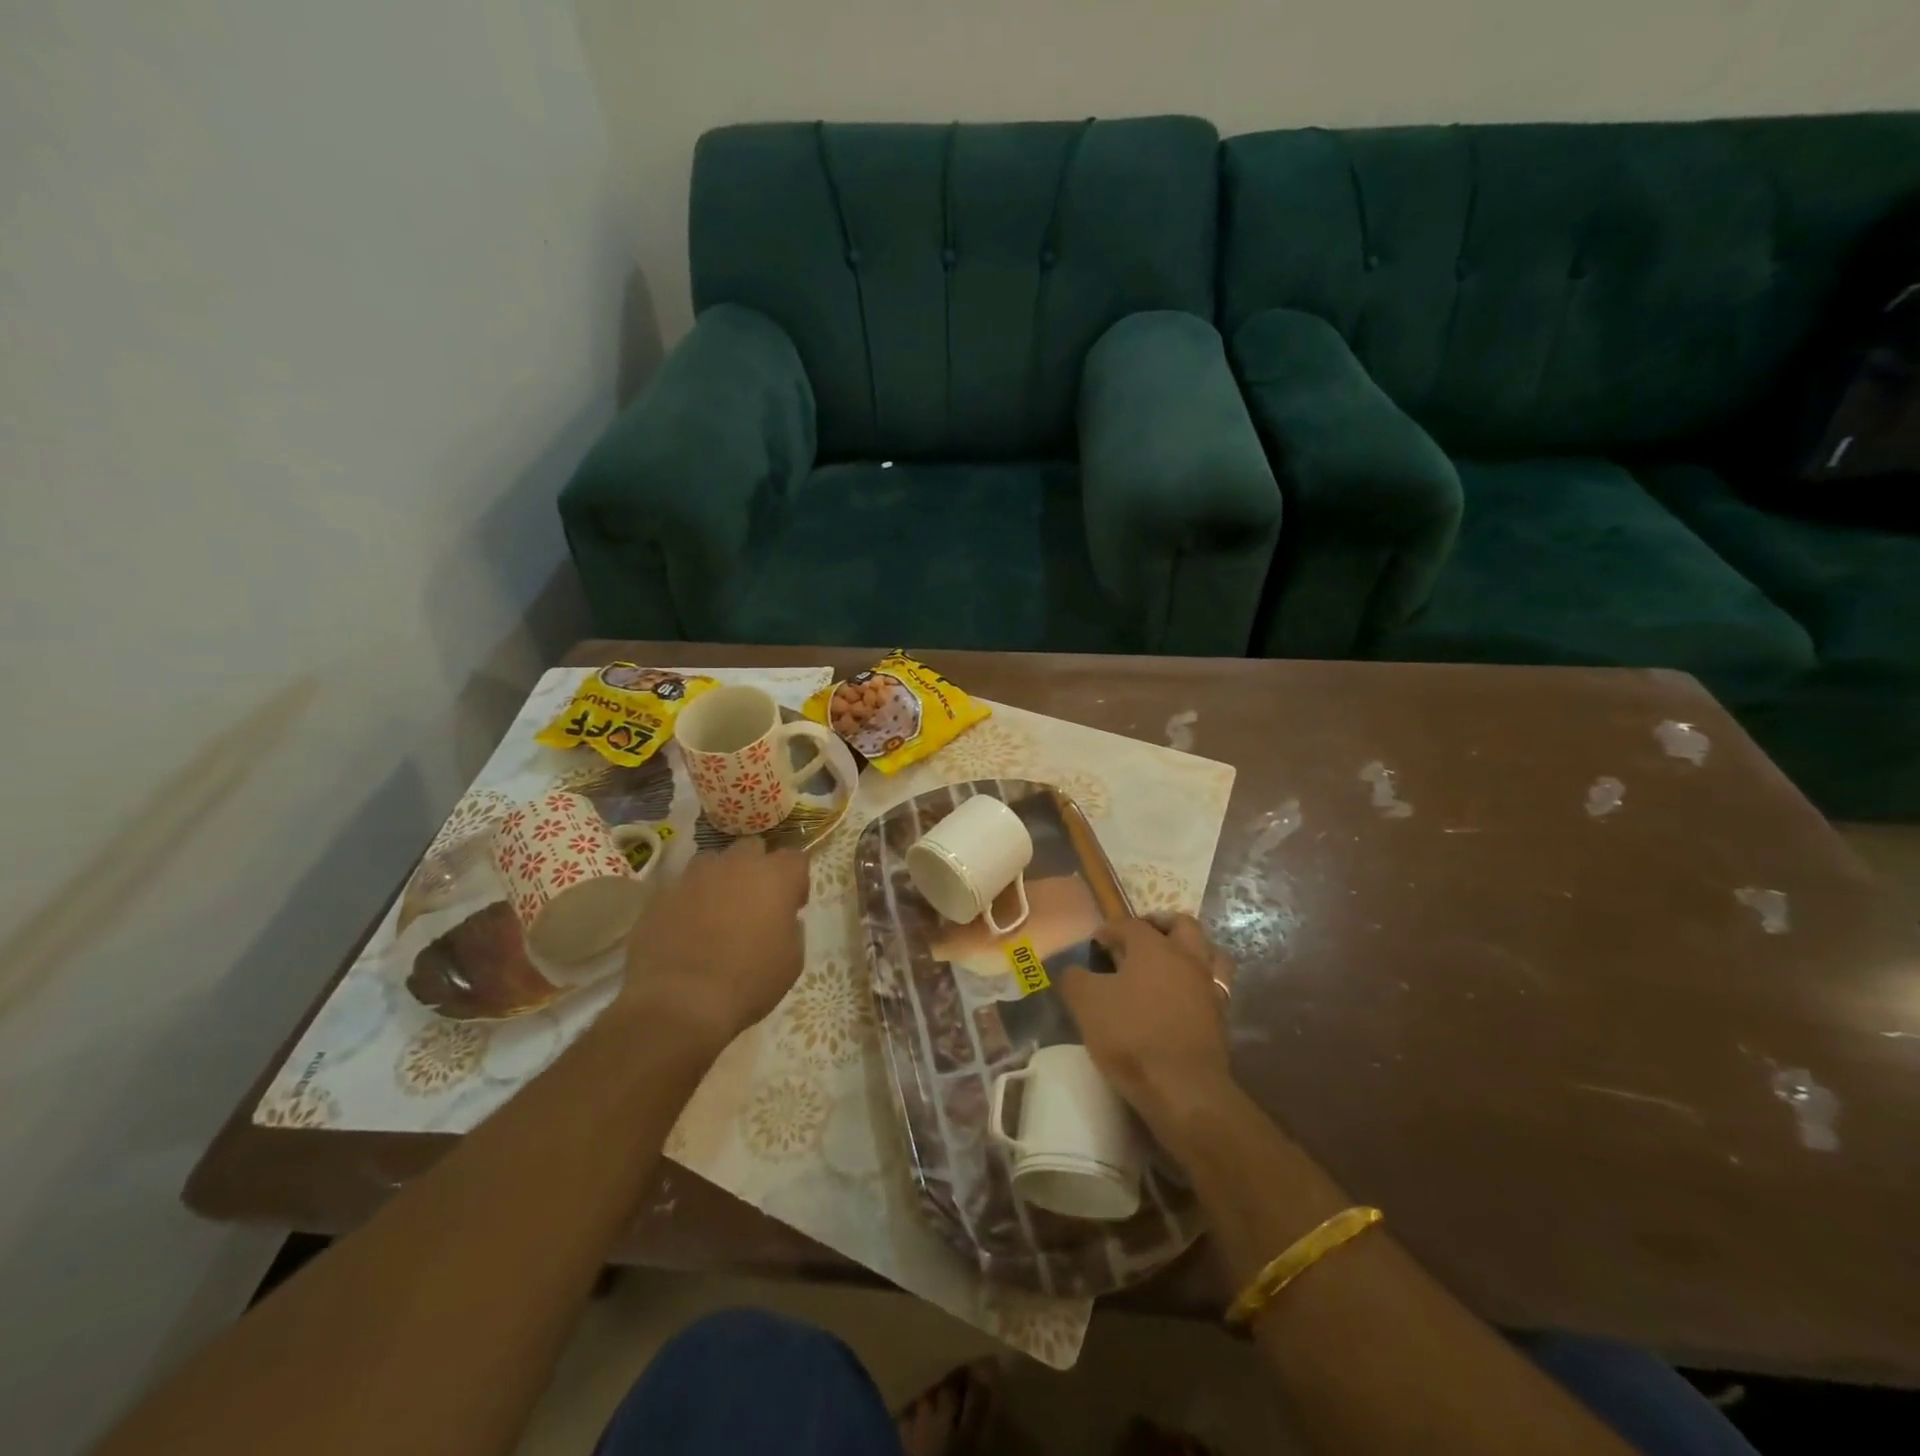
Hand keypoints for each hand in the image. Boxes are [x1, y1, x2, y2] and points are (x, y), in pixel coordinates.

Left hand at [616, 838, 808, 1047]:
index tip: (792, 906)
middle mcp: (736, 864)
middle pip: (753, 849)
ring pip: (713, 862)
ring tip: (716, 913)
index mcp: (775, 876)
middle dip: (757, 869)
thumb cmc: (749, 981)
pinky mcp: (662, 893)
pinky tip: (686, 930)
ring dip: (720, 880)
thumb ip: (791, 928)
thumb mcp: (792, 960)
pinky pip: (682, 887)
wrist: (680, 1002)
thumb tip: (780, 919)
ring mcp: (695, 875)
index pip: (796, 858)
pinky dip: (689, 900)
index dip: (796, 880)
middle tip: (754, 903)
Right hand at [1059, 912, 1235, 1137]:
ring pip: (1208, 952)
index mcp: (1153, 947)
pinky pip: (1214, 986)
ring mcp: (1208, 987)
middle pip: (1181, 925)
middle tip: (1139, 938)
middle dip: (1159, 925)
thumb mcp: (1086, 1004)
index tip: (1095, 944)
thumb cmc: (1131, 1036)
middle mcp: (1186, 958)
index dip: (1110, 930)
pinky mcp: (1220, 1017)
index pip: (1130, 924)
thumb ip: (1075, 979)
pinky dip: (1198, 983)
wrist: (1183, 1089)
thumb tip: (1074, 971)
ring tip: (1167, 963)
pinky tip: (1181, 997)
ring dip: (1189, 950)